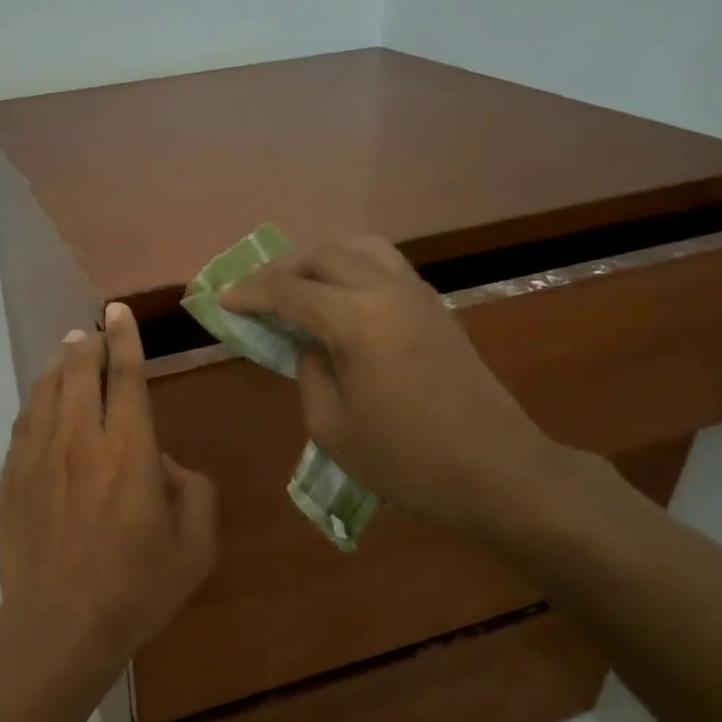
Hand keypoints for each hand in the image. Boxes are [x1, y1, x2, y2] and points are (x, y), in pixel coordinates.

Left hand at [0, 302, 218, 681]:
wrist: (58, 624)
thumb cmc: (136, 588)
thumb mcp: (195, 546)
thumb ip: (194, 492)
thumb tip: (166, 464)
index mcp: (130, 449)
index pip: (125, 375)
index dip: (124, 338)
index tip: (117, 311)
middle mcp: (80, 439)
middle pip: (79, 371)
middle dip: (89, 343)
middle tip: (95, 331)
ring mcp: (39, 455)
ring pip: (47, 390)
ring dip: (60, 364)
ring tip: (69, 351)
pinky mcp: (13, 476)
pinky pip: (25, 421)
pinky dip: (37, 398)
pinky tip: (42, 398)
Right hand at [220, 238, 567, 540]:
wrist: (498, 472)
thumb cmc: (406, 461)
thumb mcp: (332, 428)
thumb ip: (309, 373)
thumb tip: (309, 345)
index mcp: (357, 321)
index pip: (290, 291)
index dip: (251, 293)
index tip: (223, 300)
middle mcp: (387, 292)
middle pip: (324, 255)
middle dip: (282, 269)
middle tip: (255, 294)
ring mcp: (418, 295)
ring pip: (359, 249)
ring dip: (320, 260)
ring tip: (298, 288)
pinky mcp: (437, 308)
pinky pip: (385, 266)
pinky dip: (351, 269)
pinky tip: (339, 299)